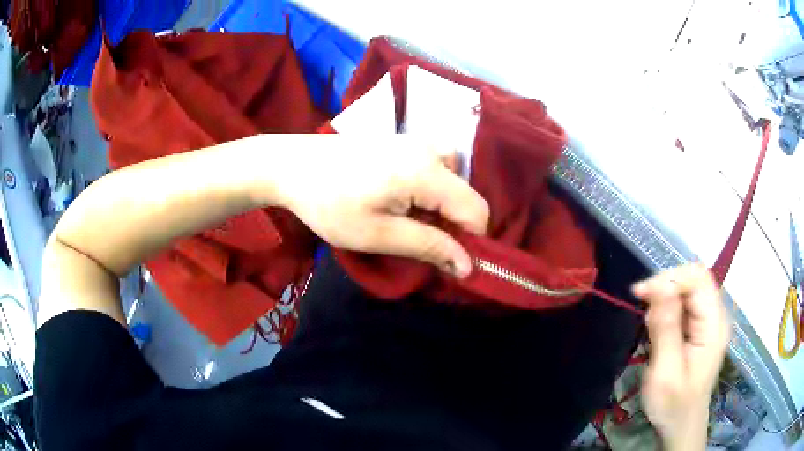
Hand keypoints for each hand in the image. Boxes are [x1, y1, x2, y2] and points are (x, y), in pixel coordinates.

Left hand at [273, 135, 488, 277]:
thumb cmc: (329, 203)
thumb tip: (468, 266)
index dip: (470, 241)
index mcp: (427, 172)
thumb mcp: (378, 234)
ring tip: (406, 220)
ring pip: (452, 182)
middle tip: (415, 240)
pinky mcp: (404, 142)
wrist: (292, 165)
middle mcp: (431, 150)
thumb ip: (429, 247)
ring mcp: (417, 142)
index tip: (445, 261)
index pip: (476, 211)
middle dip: (452, 225)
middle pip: (466, 196)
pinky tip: (398, 198)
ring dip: (440, 208)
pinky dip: (429, 191)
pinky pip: (435, 169)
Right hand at [632, 264, 729, 450]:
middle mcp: (716, 315)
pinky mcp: (700, 327)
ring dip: (664, 300)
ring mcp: (709, 321)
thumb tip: (660, 286)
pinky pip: (685, 304)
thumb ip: (666, 328)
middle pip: (694, 279)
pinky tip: (658, 329)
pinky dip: (667, 309)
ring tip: (650, 327)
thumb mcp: (666, 371)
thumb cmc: (673, 404)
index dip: (670, 278)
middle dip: (665, 287)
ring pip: (688, 289)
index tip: (640, 294)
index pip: (698, 278)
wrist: (681, 424)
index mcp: (714, 325)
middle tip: (643, 311)